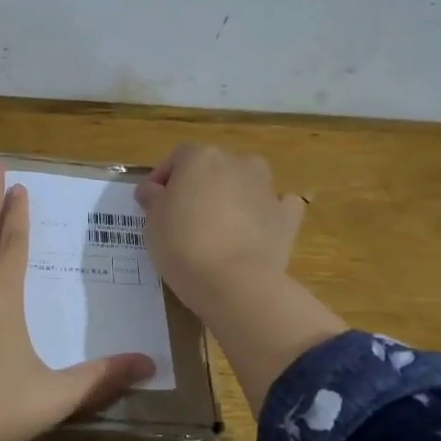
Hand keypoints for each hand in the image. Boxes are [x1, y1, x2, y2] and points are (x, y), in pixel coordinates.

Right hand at [135, 144, 307, 311]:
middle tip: (185, 215)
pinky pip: (277, 206)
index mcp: (201, 158)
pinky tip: (256, 230)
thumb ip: (154, 198)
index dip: (164, 177)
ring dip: (234, 194)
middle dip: (200, 185)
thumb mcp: (153, 222)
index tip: (153, 202)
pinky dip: (267, 213)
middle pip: (214, 167)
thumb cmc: (183, 245)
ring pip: (247, 181)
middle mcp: (237, 163)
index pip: (178, 157)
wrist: (234, 282)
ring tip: (220, 225)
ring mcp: (267, 188)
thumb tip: (153, 190)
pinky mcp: (287, 216)